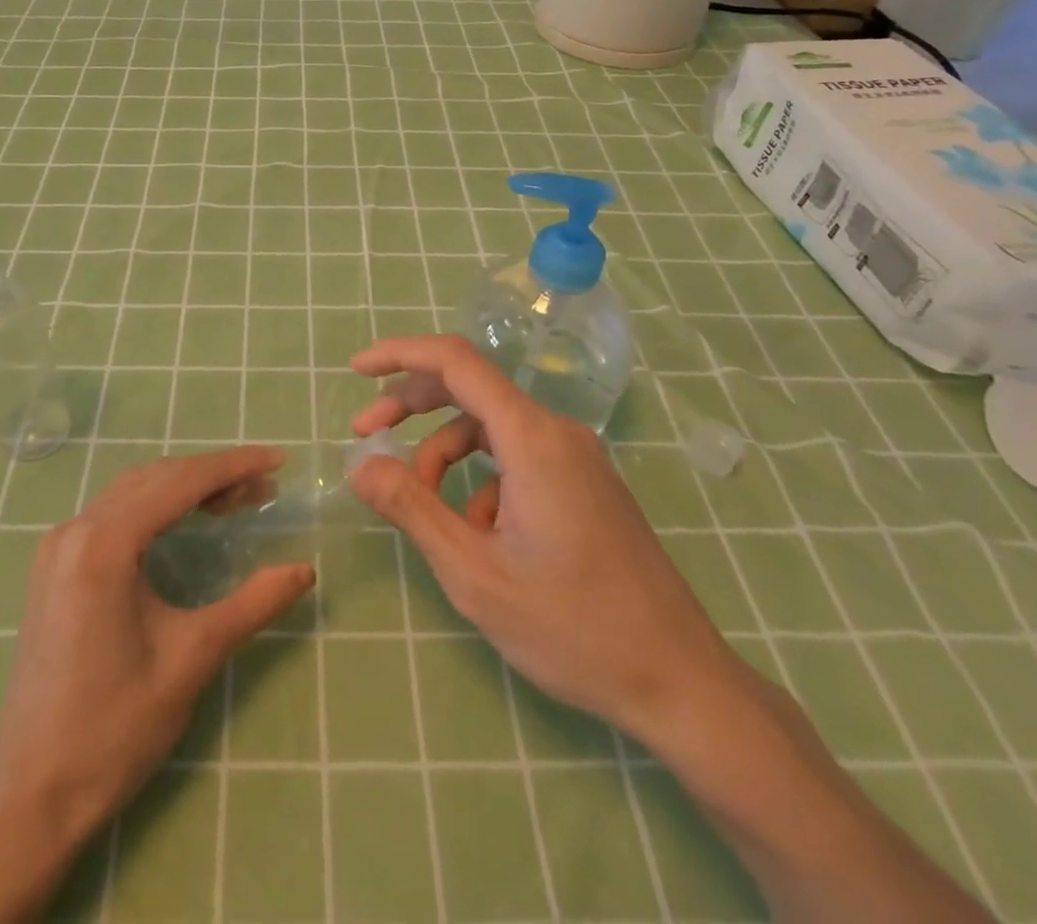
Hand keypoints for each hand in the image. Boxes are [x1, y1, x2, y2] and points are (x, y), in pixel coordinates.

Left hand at [0, 447, 314, 921]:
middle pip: (156, 478)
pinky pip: (112, 514)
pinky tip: (182, 522)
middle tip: (264, 488)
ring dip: (184, 488)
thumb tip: (305, 570)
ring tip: (234, 502)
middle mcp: (76, 530)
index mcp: (104, 543)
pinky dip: (155, 506)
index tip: (278, 459)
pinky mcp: (54, 567)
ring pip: (133, 491)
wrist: (32, 795)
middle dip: (213, 476)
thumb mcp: (192, 659)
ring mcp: (58, 547)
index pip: (181, 482)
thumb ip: (253, 605)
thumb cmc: (114, 728)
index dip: (234, 466)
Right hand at [345, 335, 746, 747]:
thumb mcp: (473, 572)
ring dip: (444, 455)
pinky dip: (480, 480)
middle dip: (411, 406)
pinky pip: (516, 458)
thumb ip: (411, 507)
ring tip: (427, 512)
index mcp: (532, 438)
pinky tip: (479, 535)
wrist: (680, 683)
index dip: (399, 354)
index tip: (355, 370)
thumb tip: (360, 464)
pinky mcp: (584, 483)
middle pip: (469, 389)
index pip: (456, 362)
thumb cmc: (572, 628)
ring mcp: (576, 457)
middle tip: (364, 434)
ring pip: (490, 428)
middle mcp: (556, 432)